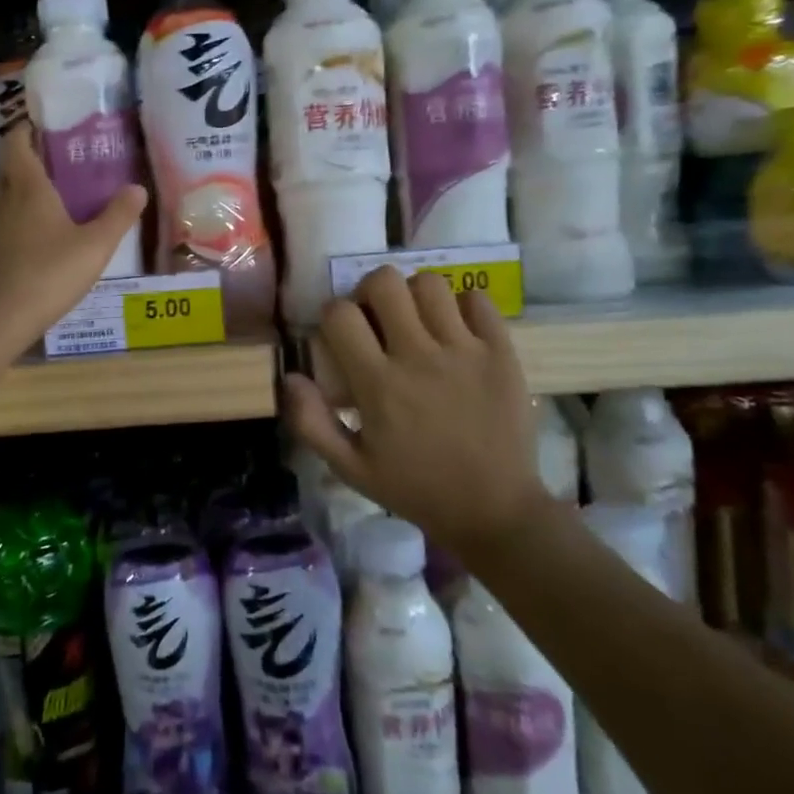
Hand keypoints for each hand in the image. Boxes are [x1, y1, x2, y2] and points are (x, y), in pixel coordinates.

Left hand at [0, 119, 146, 346]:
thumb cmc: (49, 275)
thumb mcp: (95, 248)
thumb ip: (118, 216)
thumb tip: (138, 188)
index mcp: (28, 189)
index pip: (17, 143)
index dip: (24, 131)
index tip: (36, 129)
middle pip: (8, 177)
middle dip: (26, 175)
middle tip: (52, 184)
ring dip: (15, 216)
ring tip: (39, 235)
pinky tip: (12, 270)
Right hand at [283, 268, 544, 549]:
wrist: (494, 511)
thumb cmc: (415, 489)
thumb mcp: (350, 468)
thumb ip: (311, 422)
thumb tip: (291, 376)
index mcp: (378, 384)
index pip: (340, 314)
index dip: (333, 316)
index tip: (340, 335)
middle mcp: (419, 357)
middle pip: (384, 282)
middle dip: (371, 292)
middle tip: (377, 318)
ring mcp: (465, 351)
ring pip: (431, 283)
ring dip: (415, 295)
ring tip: (417, 320)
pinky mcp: (501, 353)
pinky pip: (478, 300)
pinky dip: (463, 305)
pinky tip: (456, 329)